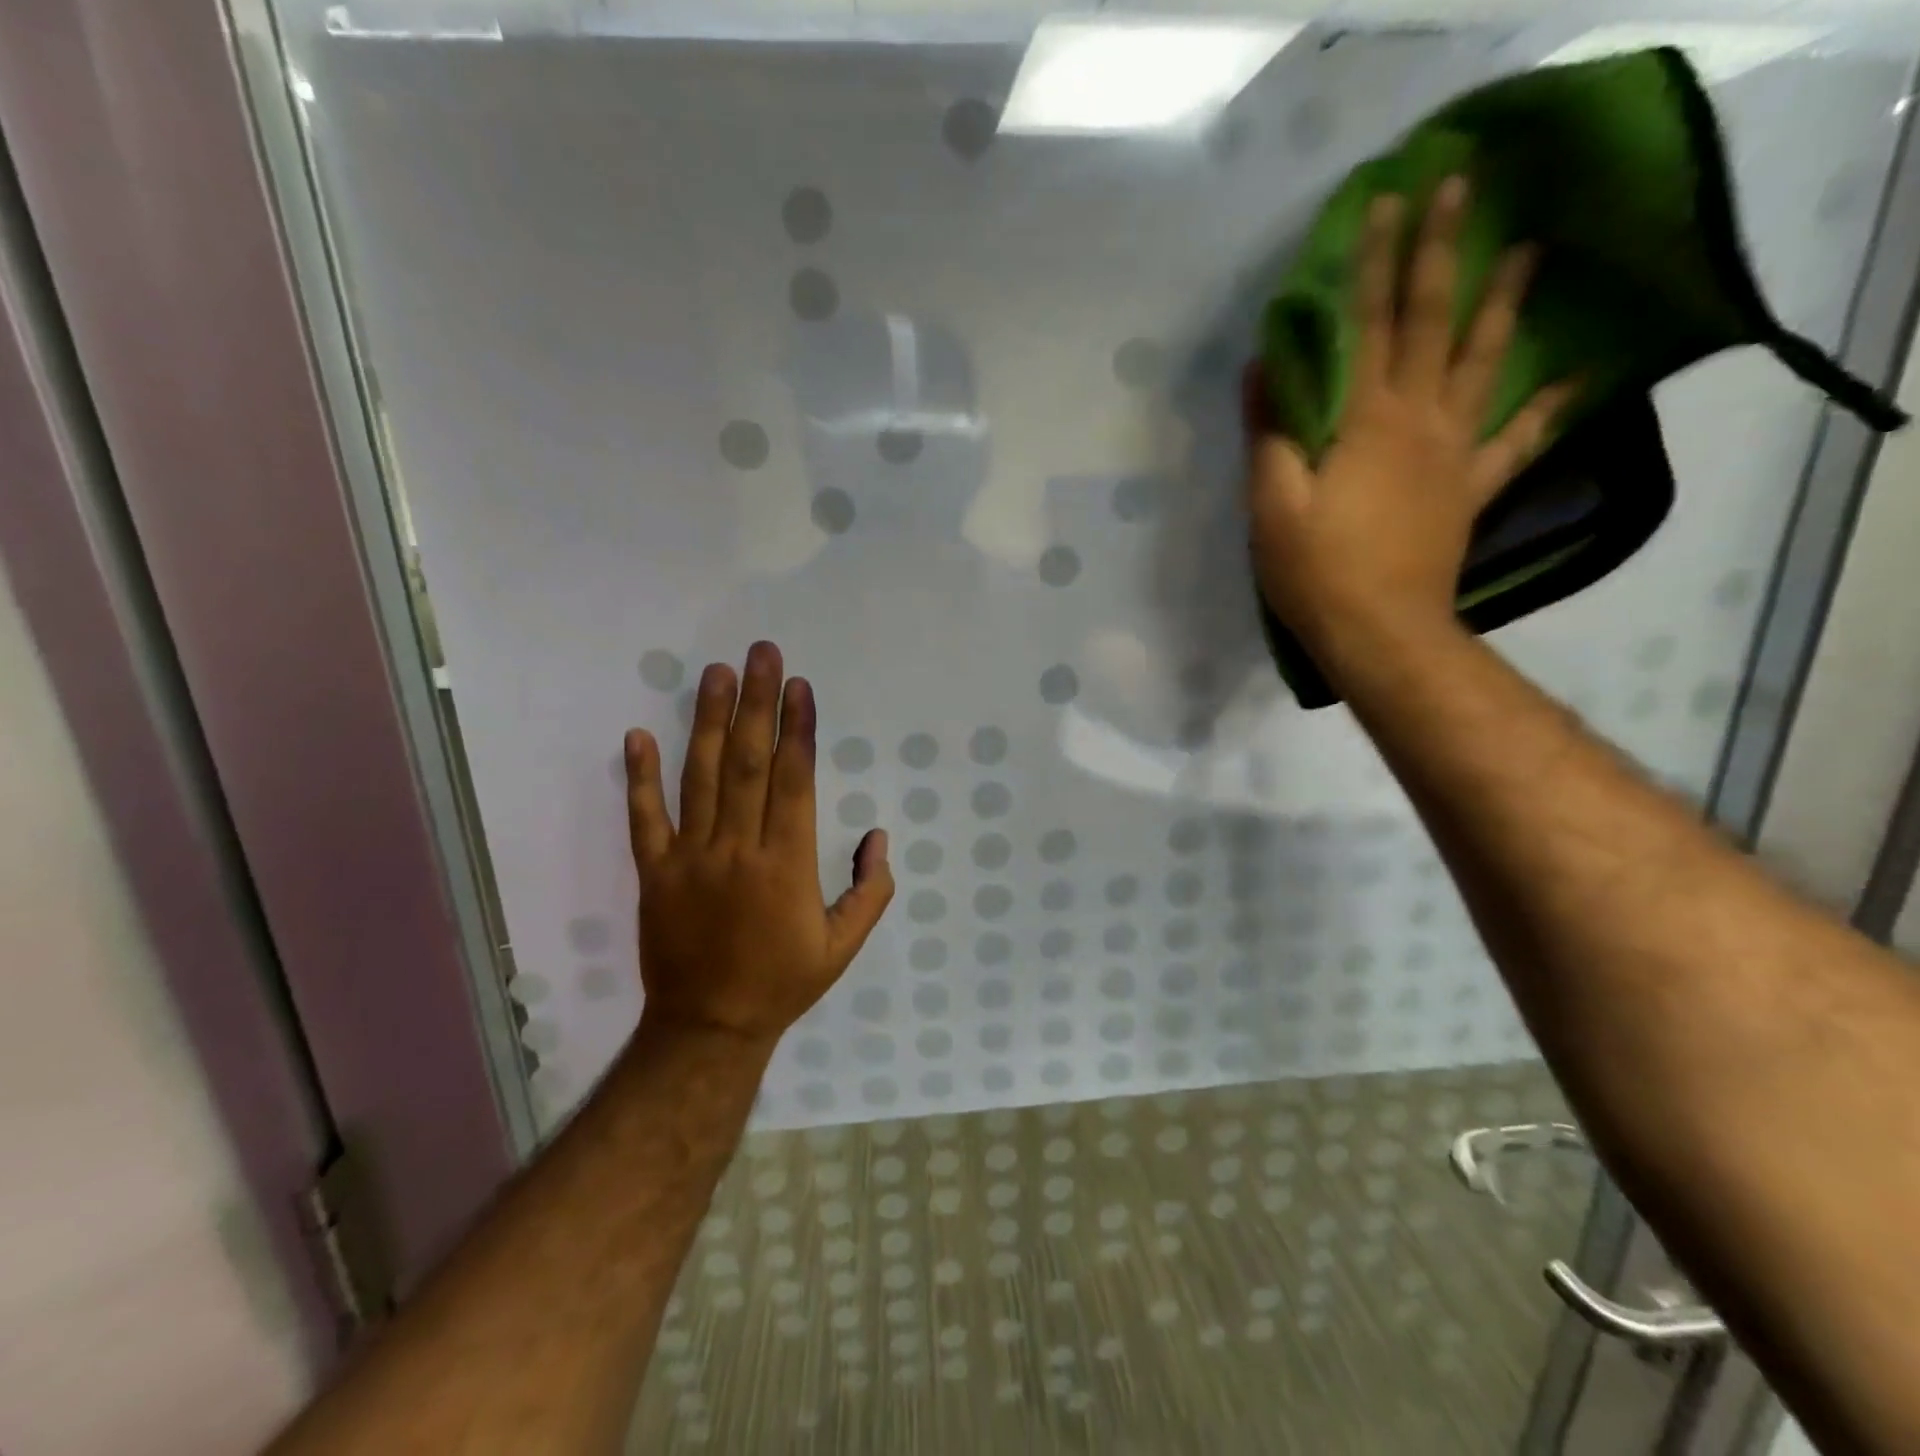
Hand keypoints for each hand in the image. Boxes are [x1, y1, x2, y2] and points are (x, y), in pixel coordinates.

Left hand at [623, 641, 894, 1045]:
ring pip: (700, 777)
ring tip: (716, 674)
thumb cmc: (783, 982)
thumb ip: (870, 890)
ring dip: (708, 722)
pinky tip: (637, 735)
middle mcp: (738, 849)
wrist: (708, 1028)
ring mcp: (691, 858)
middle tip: (762, 654)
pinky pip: (645, 818)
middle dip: (757, 704)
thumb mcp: (844, 946)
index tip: (799, 687)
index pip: (794, 781)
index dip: (797, 730)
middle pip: (748, 763)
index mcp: (787, 865)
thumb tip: (878, 836)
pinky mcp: (655, 872)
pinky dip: (639, 777)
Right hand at [1246, 176, 1576, 658]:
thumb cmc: (1315, 570)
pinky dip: (1550, 406)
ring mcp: (1454, 454)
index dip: (1377, 262)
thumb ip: (1270, 433)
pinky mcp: (1471, 489)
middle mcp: (1419, 421)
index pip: (1370, 325)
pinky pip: (1519, 440)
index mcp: (1366, 421)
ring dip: (1505, 304)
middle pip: (1434, 324)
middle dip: (1445, 253)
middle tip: (1465, 187)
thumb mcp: (1272, 504)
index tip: (1389, 199)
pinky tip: (1579, 376)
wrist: (1379, 632)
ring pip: (1486, 365)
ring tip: (1531, 251)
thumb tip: (1263, 365)